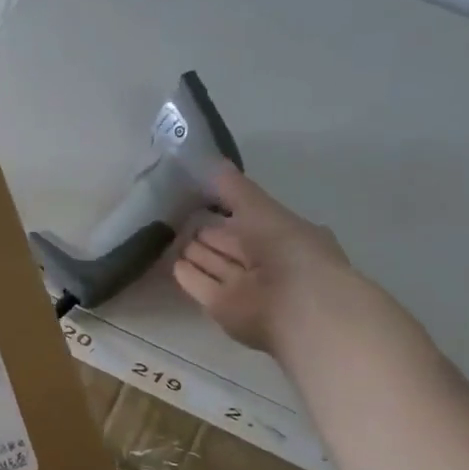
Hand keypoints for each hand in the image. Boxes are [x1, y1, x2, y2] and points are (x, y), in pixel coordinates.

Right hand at [174, 164, 351, 355]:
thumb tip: (212, 161)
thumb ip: (235, 188)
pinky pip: (201, 286)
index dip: (228, 207)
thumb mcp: (261, 208)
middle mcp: (263, 262)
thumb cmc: (288, 249)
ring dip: (197, 253)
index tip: (201, 196)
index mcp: (281, 236)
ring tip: (170, 238)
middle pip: (228, 244)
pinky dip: (189, 275)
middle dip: (208, 232)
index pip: (248, 219)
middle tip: (179, 218)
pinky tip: (173, 262)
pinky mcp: (222, 308)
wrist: (298, 305)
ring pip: (214, 264)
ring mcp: (243, 287)